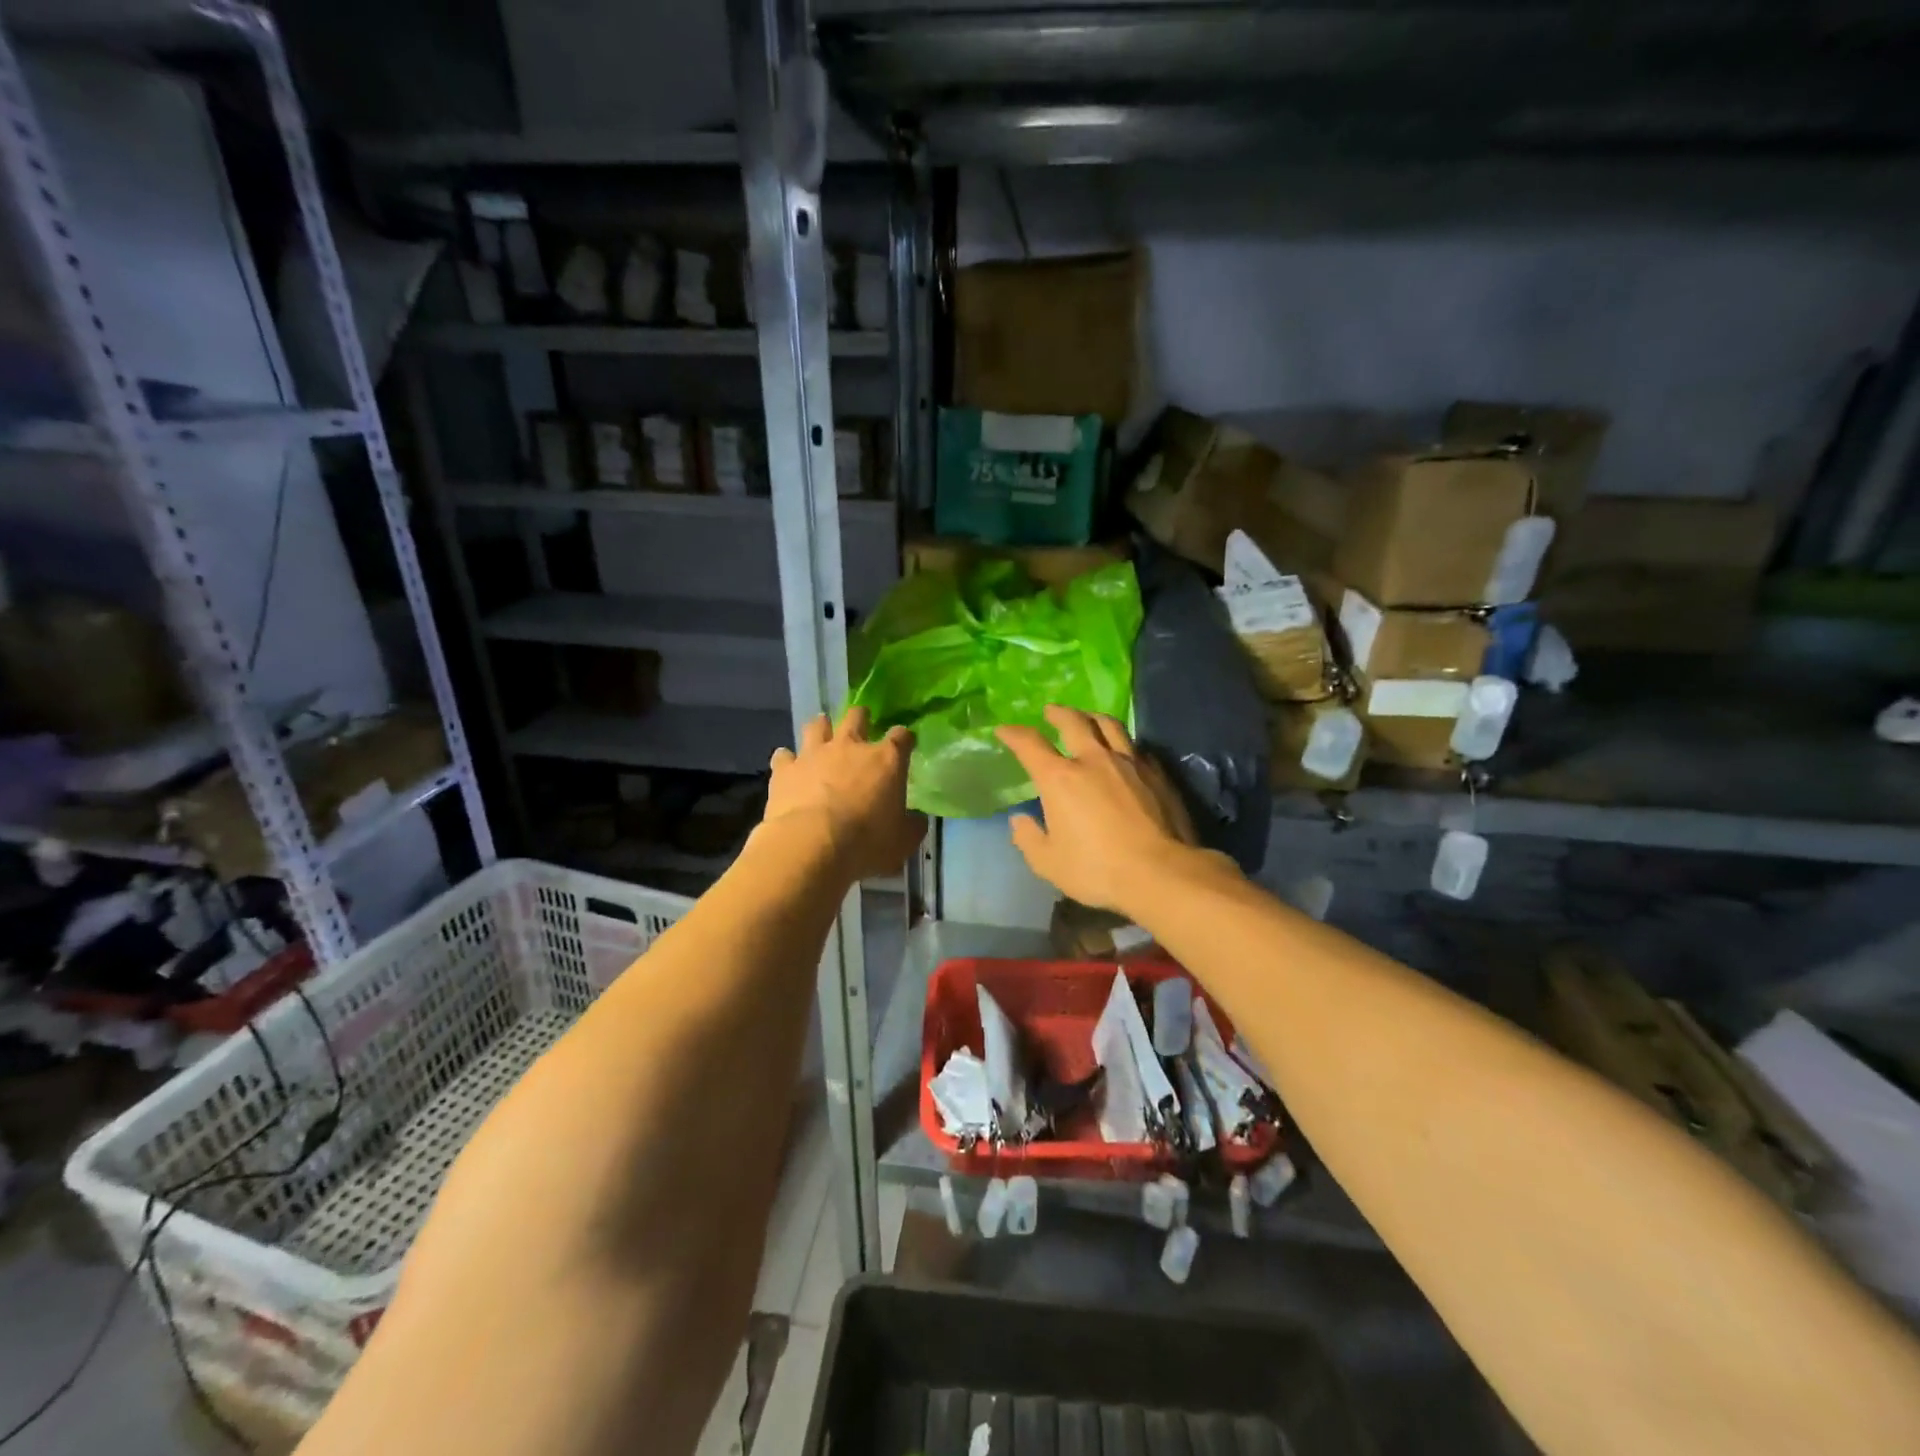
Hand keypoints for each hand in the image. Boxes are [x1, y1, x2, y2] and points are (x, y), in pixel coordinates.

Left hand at [764, 707, 924, 880]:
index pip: (901, 736)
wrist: (812, 846)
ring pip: (817, 725)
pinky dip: (787, 759)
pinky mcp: (785, 769)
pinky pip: (784, 755)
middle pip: (856, 717)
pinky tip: (788, 765)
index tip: (905, 744)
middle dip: (861, 717)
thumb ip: (912, 826)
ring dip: (821, 727)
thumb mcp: (902, 842)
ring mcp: (814, 754)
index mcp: (886, 760)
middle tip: (862, 724)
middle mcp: (850, 747)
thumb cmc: (866, 843)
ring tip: (822, 733)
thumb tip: (917, 820)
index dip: (904, 738)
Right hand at [994, 706, 1200, 915]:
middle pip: (1073, 721)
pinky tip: (1125, 752)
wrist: (1161, 872)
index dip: (1014, 734)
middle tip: (1050, 711)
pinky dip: (1123, 744)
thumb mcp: (1049, 863)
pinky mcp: (1157, 773)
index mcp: (1060, 778)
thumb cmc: (1097, 869)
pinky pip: (1136, 748)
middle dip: (1058, 713)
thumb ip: (1029, 839)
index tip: (1004, 731)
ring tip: (1088, 718)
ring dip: (1093, 717)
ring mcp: (1129, 762)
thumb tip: (1020, 820)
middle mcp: (1093, 760)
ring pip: (1109, 725)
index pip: (1030, 744)